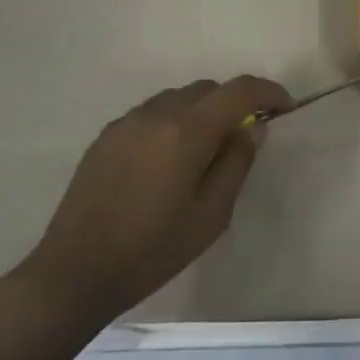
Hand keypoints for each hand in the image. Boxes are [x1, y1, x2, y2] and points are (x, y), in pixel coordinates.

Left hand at [20, 76, 290, 322]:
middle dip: (232, 103)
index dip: (268, 92)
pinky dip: (171, 123)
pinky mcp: (106, 136)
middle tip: (241, 139)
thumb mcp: (211, 215)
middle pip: (207, 89)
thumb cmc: (153, 249)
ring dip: (200, 112)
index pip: (239, 90)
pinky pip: (151, 114)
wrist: (75, 271)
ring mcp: (127, 122)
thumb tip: (253, 128)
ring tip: (202, 153)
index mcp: (187, 131)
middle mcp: (157, 114)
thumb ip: (237, 163)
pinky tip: (167, 161)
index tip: (283, 108)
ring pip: (177, 98)